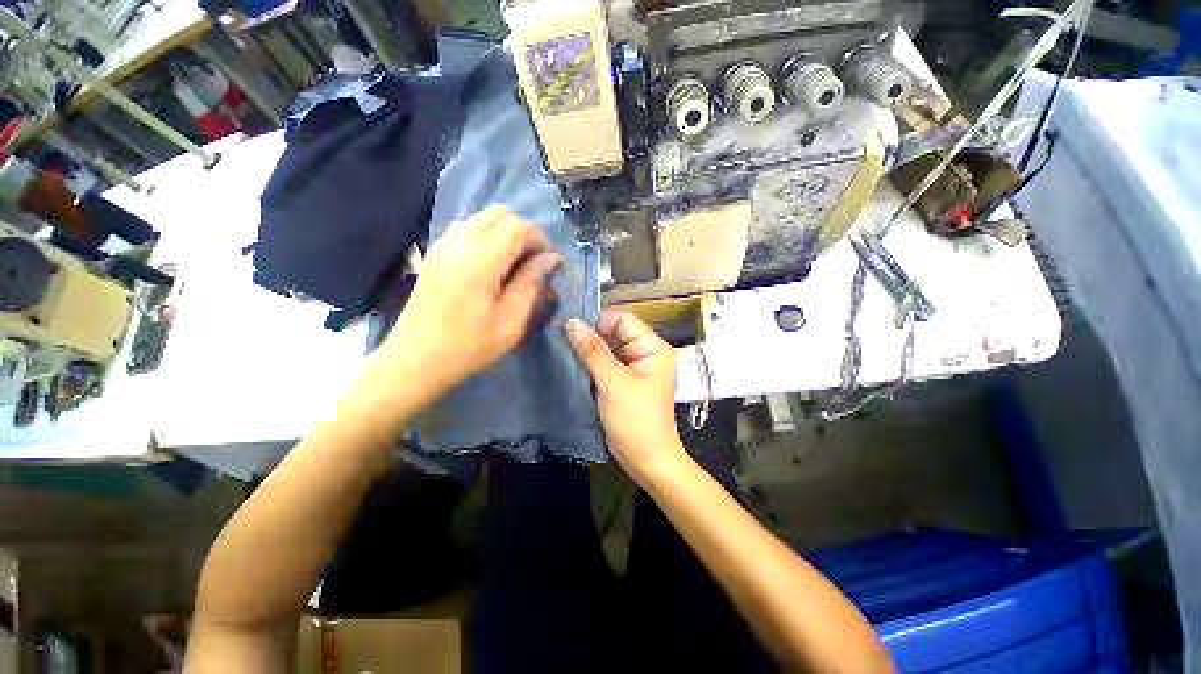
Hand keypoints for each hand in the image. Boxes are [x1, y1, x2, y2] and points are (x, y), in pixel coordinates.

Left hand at [363, 205, 561, 410]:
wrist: (413, 361)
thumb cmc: (468, 348)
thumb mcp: (510, 324)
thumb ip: (531, 284)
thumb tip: (551, 259)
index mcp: (478, 263)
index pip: (517, 226)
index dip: (541, 239)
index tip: (549, 264)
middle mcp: (457, 244)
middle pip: (500, 213)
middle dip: (524, 232)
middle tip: (534, 262)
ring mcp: (441, 246)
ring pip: (482, 218)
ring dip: (505, 233)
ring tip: (514, 264)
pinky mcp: (433, 253)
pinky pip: (466, 228)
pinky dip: (487, 237)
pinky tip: (490, 265)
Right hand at [565, 310, 687, 483]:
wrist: (647, 461)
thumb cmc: (636, 420)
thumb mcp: (614, 383)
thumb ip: (593, 351)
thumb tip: (571, 322)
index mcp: (653, 347)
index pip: (623, 319)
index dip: (597, 320)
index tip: (569, 325)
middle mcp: (645, 352)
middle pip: (614, 332)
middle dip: (589, 334)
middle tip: (559, 335)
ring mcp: (633, 367)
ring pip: (606, 348)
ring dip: (587, 349)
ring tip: (561, 347)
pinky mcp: (623, 380)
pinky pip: (604, 363)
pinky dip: (589, 362)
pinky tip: (570, 362)